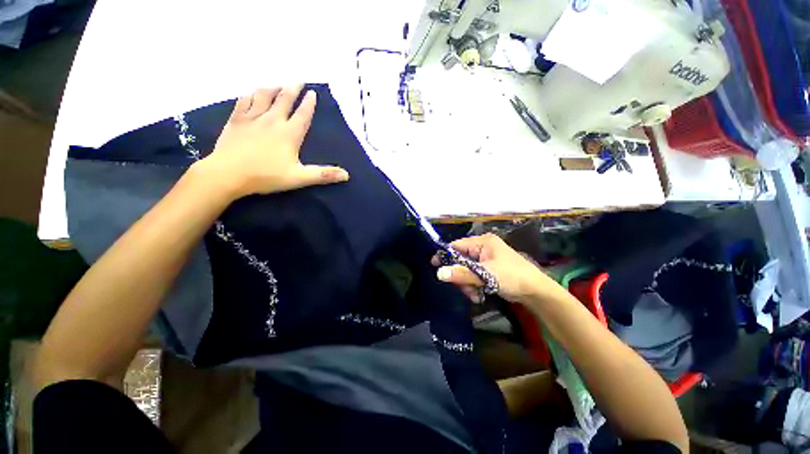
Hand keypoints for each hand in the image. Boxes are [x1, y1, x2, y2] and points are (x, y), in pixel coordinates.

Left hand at [196, 85, 349, 199]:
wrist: (228, 174)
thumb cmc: (266, 176)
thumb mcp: (299, 178)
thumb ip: (323, 175)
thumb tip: (347, 175)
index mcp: (289, 134)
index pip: (303, 114)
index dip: (309, 103)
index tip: (313, 93)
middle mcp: (272, 120)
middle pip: (284, 100)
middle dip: (292, 89)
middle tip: (298, 81)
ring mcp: (252, 118)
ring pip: (263, 96)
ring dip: (272, 88)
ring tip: (277, 84)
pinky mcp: (235, 121)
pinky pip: (243, 102)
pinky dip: (250, 95)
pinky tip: (252, 93)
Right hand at [431, 234, 565, 304]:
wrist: (536, 292)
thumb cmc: (512, 277)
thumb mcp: (486, 275)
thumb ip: (462, 274)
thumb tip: (439, 273)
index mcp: (483, 242)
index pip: (457, 245)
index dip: (445, 255)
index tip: (435, 266)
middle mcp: (482, 248)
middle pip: (460, 259)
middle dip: (460, 275)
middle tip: (464, 288)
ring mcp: (486, 259)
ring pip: (466, 269)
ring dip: (467, 283)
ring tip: (474, 294)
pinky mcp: (488, 269)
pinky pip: (473, 275)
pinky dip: (473, 285)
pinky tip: (479, 294)